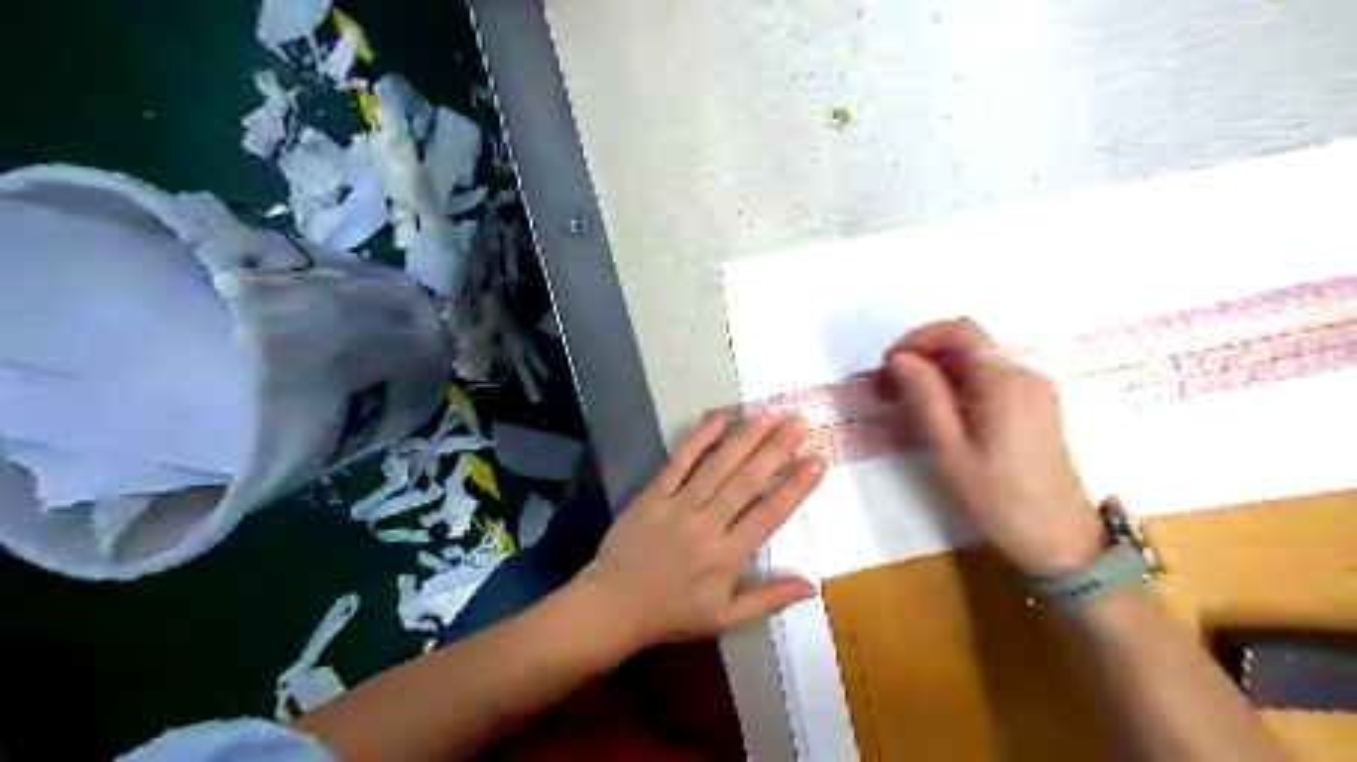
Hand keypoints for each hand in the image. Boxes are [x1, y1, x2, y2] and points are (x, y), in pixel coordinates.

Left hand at [573, 414, 821, 651]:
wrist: (612, 605)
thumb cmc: (672, 613)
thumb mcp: (724, 618)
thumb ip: (768, 600)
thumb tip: (811, 585)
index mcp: (728, 557)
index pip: (770, 514)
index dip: (796, 486)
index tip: (818, 459)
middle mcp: (707, 526)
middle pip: (747, 482)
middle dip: (775, 449)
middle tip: (797, 422)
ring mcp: (677, 506)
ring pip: (717, 467)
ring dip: (745, 438)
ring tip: (768, 414)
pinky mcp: (652, 495)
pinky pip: (678, 463)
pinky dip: (698, 440)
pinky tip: (718, 419)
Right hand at [888, 318, 1106, 572]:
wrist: (1061, 543)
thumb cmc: (999, 500)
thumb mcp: (950, 451)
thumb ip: (925, 397)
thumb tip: (900, 358)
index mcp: (1005, 382)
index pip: (959, 331)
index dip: (918, 338)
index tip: (888, 365)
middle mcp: (1024, 375)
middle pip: (967, 344)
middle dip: (923, 357)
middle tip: (889, 390)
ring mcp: (1034, 391)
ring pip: (976, 363)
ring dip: (938, 374)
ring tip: (907, 406)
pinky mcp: (1035, 408)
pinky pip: (990, 382)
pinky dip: (958, 387)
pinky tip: (939, 417)